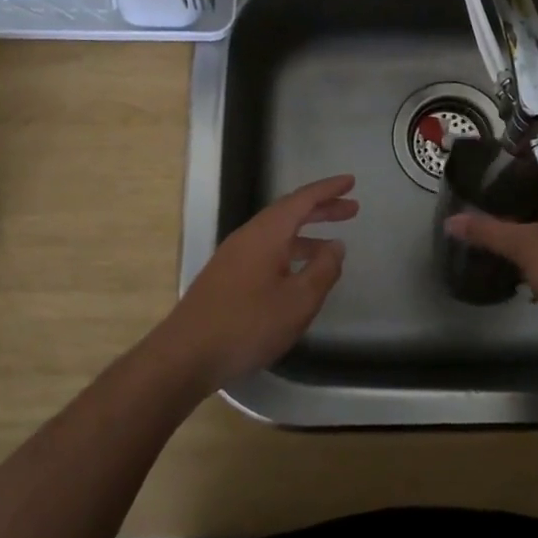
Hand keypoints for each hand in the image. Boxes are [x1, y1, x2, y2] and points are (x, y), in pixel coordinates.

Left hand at [154, 174, 357, 388]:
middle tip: (352, 210)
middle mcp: (248, 236)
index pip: (302, 200)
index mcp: (266, 233)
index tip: (351, 181)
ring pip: (277, 233)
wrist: (185, 355)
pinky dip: (290, 251)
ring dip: (306, 234)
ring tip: (333, 246)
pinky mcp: (226, 276)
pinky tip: (299, 273)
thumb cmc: (247, 325)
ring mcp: (234, 256)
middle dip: (321, 209)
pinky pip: (266, 250)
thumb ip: (323, 271)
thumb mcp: (298, 301)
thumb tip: (336, 246)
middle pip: (288, 212)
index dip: (328, 189)